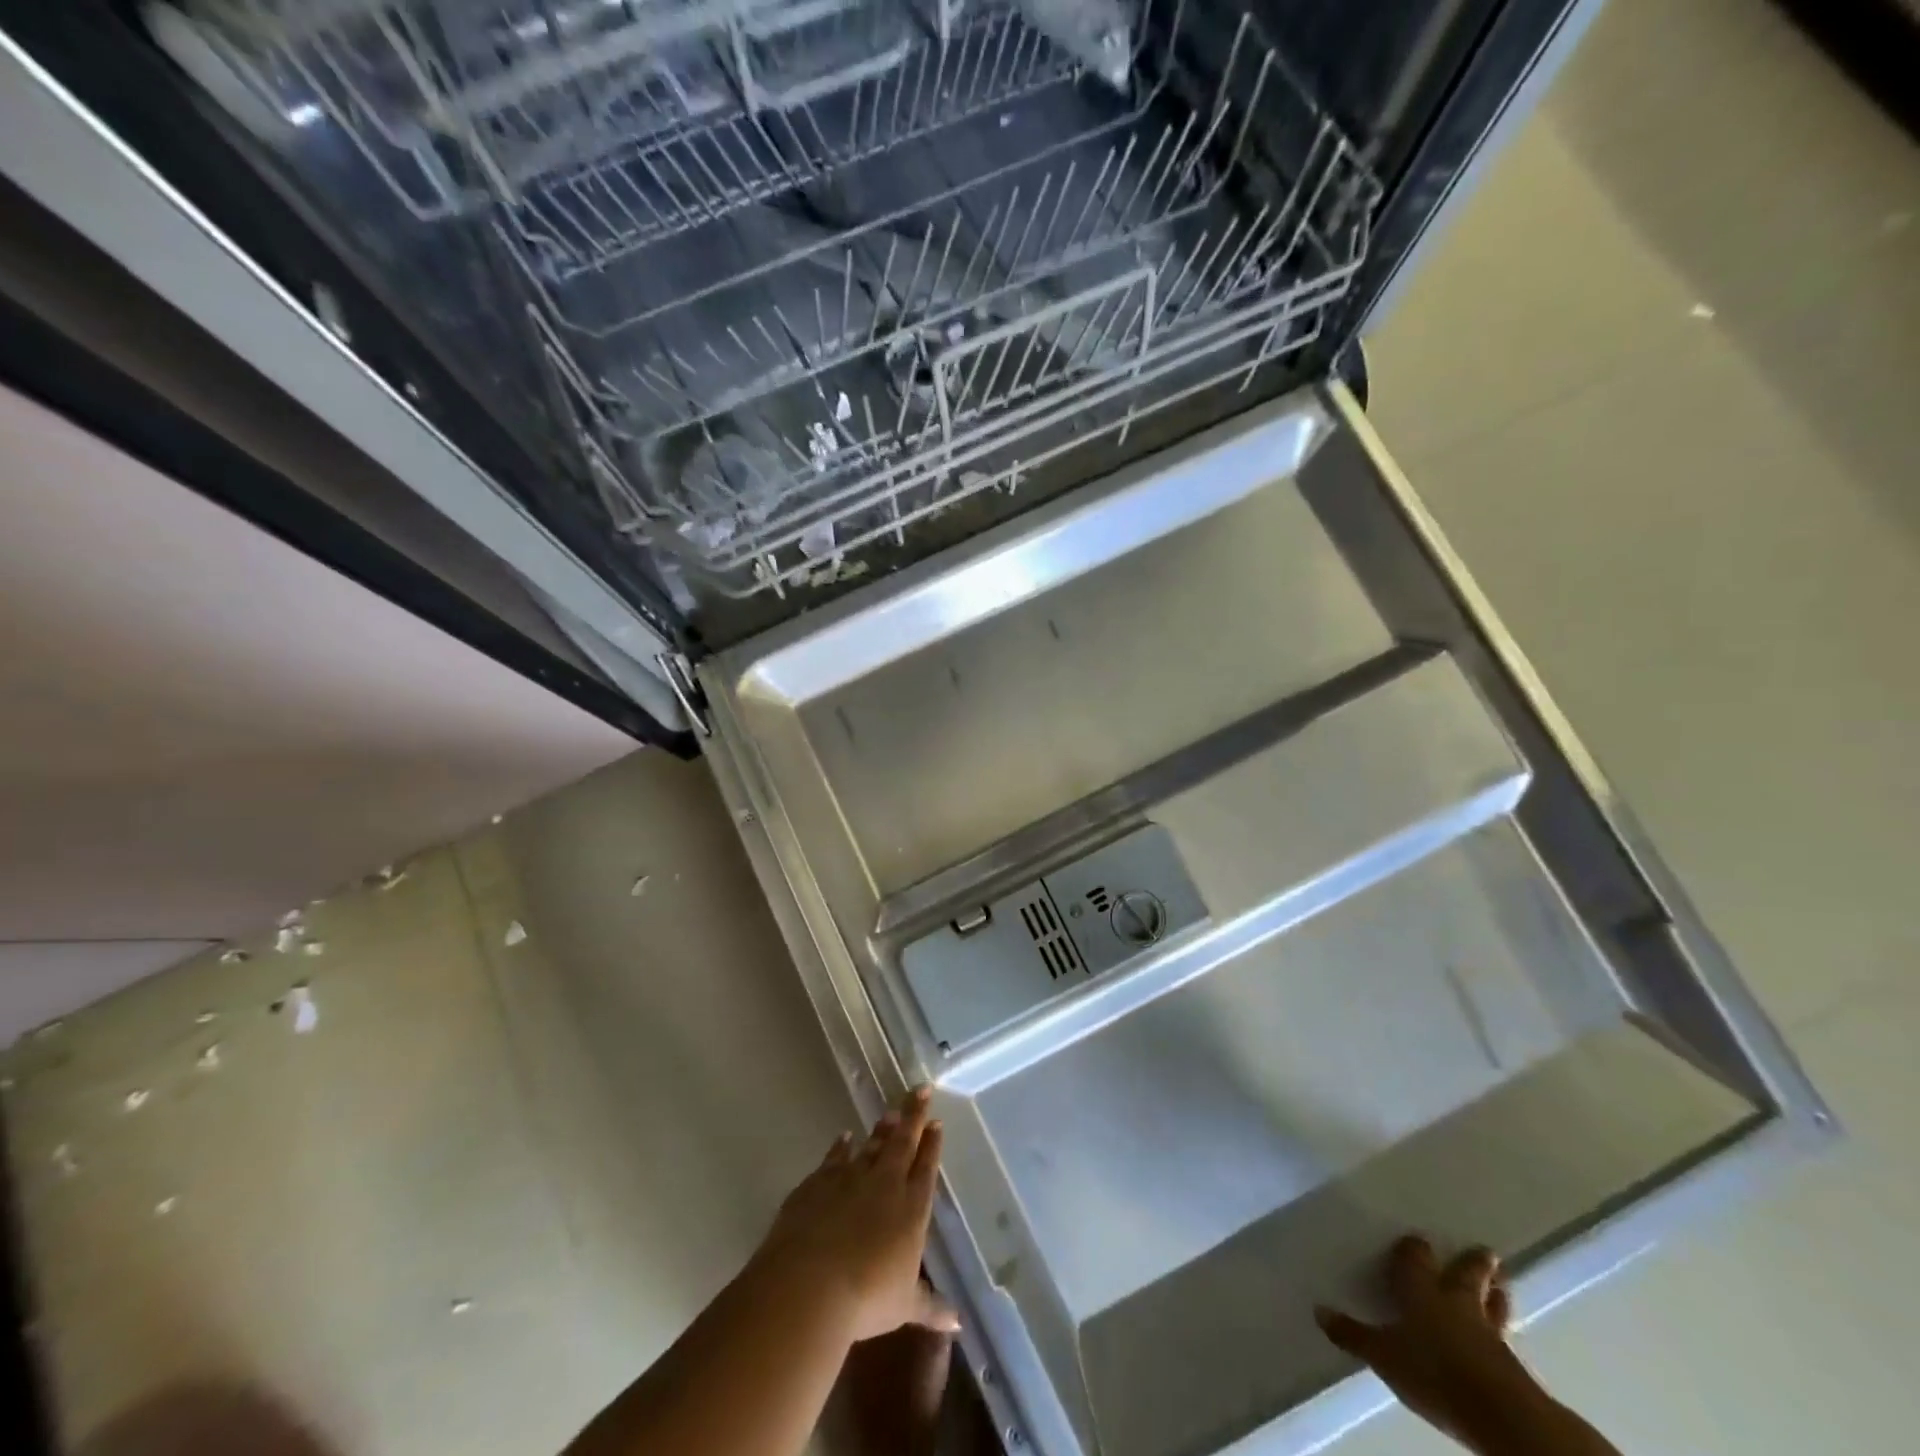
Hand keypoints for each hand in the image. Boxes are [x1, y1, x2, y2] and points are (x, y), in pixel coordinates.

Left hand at [756, 1086, 955, 1342]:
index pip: (926, 1168)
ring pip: (870, 1146)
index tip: (936, 1121)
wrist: (808, 1284)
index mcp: (911, 1208)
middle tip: (919, 1089)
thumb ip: (931, 1307)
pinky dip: (840, 1146)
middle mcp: (884, 1184)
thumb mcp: (904, 1307)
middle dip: (913, 1116)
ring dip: (881, 1130)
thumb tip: (959, 1323)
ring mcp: (849, 1178)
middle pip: (902, 1143)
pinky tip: (844, 1137)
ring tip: (889, 1113)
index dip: (931, 1145)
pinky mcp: (817, 1183)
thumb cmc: (866, 1298)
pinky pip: (834, 1158)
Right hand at [1316, 1236, 1545, 1450]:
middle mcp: (1456, 1302)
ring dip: (1495, 1294)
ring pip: (1493, 1303)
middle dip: (1472, 1263)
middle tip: (1485, 1251)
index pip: (1415, 1259)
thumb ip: (1353, 1333)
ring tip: (1502, 1285)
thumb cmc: (1432, 1370)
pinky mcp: (1512, 1363)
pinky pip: (1506, 1336)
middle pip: (1465, 1275)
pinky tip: (1502, 1335)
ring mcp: (1489, 1331)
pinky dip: (1503, 1329)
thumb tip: (1318, 1309)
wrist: (1497, 1411)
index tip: (1416, 1238)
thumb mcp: (1383, 1355)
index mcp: (1421, 1291)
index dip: (1414, 1249)